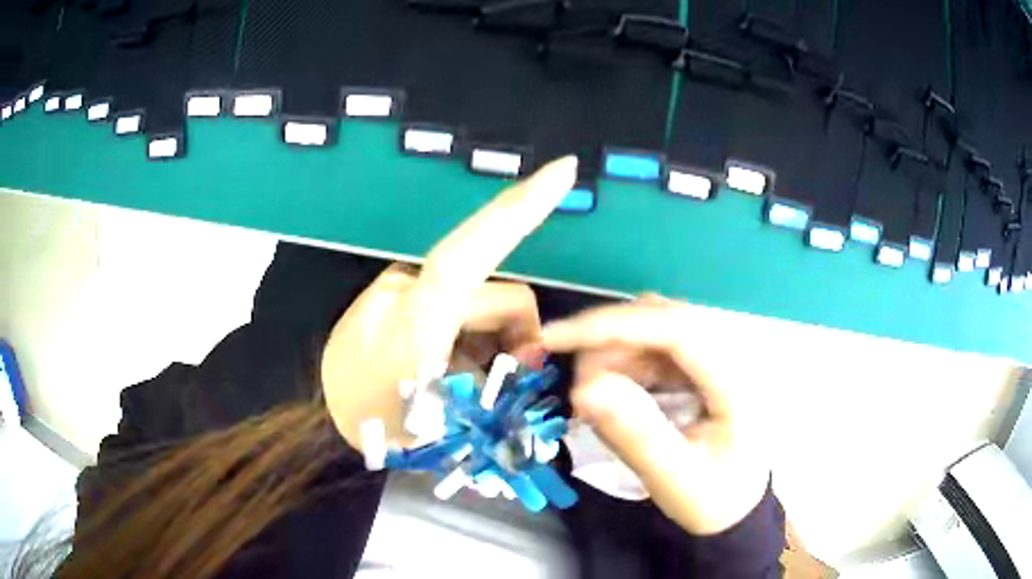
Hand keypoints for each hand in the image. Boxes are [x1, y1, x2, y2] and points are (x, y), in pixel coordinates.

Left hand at [321, 157, 577, 450]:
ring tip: (461, 383)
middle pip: (494, 294)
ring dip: (487, 340)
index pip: (476, 244)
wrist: (315, 419)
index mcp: (417, 314)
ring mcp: (395, 289)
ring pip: (473, 301)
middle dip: (516, 336)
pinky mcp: (389, 296)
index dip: (524, 205)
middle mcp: (407, 285)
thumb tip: (530, 355)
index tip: (563, 169)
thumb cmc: (374, 426)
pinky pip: (446, 305)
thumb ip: (500, 384)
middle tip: (509, 382)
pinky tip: (440, 367)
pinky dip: (461, 335)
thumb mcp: (448, 420)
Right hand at [542, 295, 770, 534]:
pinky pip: (654, 346)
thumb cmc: (713, 497)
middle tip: (578, 393)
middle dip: (607, 345)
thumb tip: (583, 388)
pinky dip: (625, 364)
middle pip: (659, 318)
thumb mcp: (676, 480)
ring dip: (613, 355)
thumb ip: (636, 436)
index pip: (673, 328)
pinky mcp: (701, 362)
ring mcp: (716, 353)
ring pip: (652, 327)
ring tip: (596, 402)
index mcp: (735, 379)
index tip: (554, 339)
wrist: (739, 503)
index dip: (611, 326)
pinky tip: (616, 395)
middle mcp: (730, 352)